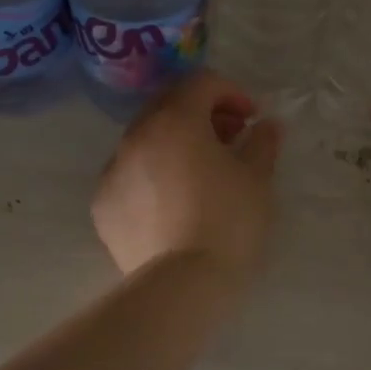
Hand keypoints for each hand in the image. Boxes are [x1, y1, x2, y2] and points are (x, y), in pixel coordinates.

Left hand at [92, 72, 281, 279]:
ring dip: (175, 142)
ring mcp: (113, 170)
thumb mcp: (257, 179)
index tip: (251, 118)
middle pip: (169, 106)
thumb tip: (267, 125)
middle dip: (202, 114)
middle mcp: (136, 135)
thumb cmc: (228, 222)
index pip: (202, 83)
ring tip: (201, 171)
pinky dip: (152, 173)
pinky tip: (173, 201)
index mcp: (175, 120)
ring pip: (146, 139)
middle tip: (229, 139)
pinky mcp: (103, 204)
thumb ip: (262, 142)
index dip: (231, 93)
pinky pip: (130, 173)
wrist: (182, 286)